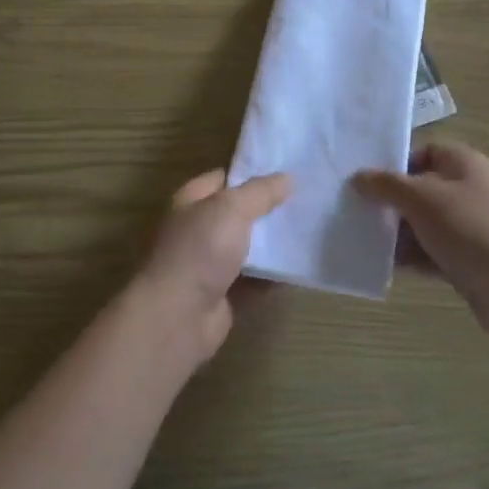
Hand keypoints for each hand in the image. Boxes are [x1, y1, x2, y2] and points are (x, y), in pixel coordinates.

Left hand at [125, 170, 290, 364]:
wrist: (178, 315)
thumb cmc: (200, 250)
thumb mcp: (231, 209)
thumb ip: (260, 192)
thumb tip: (286, 178)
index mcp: (191, 201)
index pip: (224, 178)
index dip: (253, 173)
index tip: (288, 172)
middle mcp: (198, 229)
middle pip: (238, 214)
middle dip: (269, 209)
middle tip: (307, 202)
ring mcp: (209, 264)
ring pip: (248, 248)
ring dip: (273, 245)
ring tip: (311, 231)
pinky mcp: (223, 294)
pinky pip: (254, 280)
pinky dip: (273, 276)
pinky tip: (300, 268)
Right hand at [355, 141, 488, 352]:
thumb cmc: (472, 231)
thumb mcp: (422, 199)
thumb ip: (387, 185)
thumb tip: (359, 177)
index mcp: (464, 164)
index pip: (423, 151)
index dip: (394, 163)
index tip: (363, 181)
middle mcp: (470, 190)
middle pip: (420, 189)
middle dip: (389, 201)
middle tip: (353, 212)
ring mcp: (471, 228)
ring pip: (424, 224)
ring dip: (396, 233)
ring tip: (360, 240)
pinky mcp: (470, 262)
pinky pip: (432, 253)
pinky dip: (411, 257)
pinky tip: (383, 266)